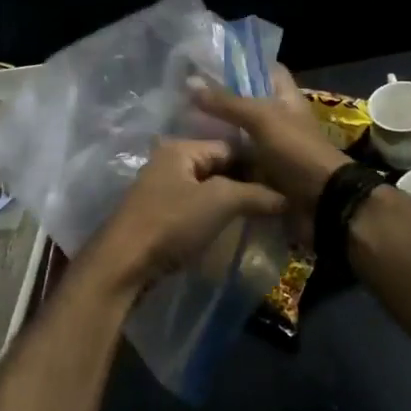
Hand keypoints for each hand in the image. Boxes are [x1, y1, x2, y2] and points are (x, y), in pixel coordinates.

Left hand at [89, 138, 284, 294]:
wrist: (123, 264)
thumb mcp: (219, 202)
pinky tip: (232, 226)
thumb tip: (287, 197)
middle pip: (218, 166)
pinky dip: (214, 214)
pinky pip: (195, 206)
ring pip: (207, 188)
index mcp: (181, 148)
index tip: (284, 181)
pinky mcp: (158, 215)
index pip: (230, 146)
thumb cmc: (171, 223)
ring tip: (260, 215)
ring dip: (231, 200)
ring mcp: (161, 189)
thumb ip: (255, 194)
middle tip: (277, 200)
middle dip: (246, 182)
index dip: (258, 163)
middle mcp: (169, 162)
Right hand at [192, 65, 350, 218]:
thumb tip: (190, 81)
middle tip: (185, 97)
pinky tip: (196, 156)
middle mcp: (278, 119)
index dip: (243, 64)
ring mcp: (271, 147)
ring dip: (217, 132)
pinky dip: (221, 160)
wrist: (321, 202)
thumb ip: (227, 102)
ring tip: (181, 124)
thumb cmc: (296, 150)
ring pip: (239, 133)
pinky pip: (238, 161)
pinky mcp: (263, 173)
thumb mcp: (262, 119)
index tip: (210, 64)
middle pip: (247, 103)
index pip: (266, 70)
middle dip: (221, 101)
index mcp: (285, 98)